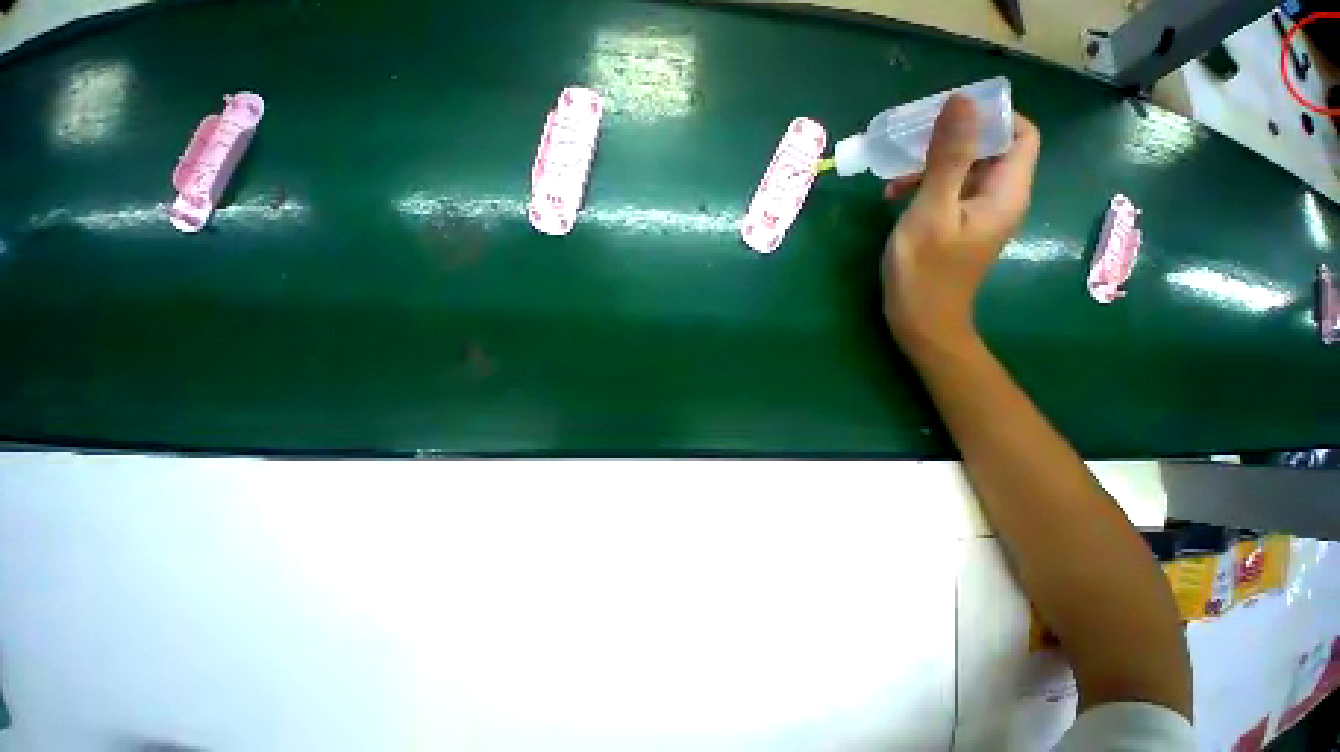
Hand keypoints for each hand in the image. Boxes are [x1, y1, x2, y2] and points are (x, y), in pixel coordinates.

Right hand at [881, 95, 1040, 352]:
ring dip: (933, 165)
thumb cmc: (924, 271)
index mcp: (1006, 192)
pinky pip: (950, 193)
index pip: (1021, 133)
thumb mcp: (931, 211)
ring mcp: (978, 215)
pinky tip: (895, 196)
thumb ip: (949, 157)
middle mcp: (1000, 199)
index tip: (949, 115)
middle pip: (991, 150)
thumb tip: (962, 101)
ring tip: (894, 177)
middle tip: (912, 142)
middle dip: (954, 139)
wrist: (919, 321)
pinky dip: (926, 187)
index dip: (992, 116)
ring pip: (966, 171)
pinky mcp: (958, 228)